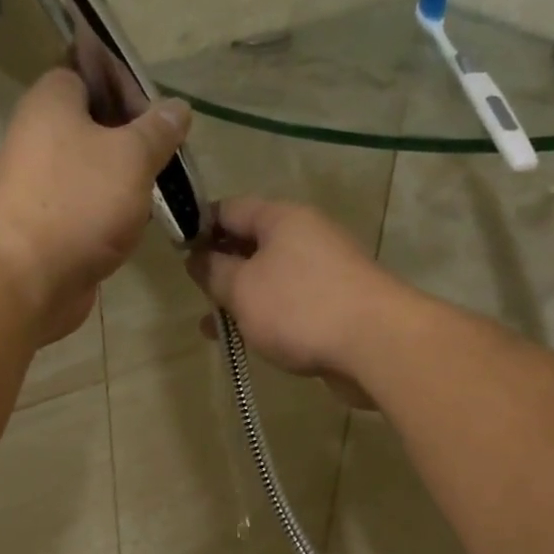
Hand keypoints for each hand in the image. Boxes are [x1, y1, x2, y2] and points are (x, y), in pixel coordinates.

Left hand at [0, 68, 191, 341]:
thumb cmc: (81, 201)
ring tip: (161, 189)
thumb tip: (178, 107)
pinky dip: (108, 211)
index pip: (88, 72)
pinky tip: (137, 222)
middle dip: (131, 138)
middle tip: (168, 153)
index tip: (159, 111)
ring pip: (90, 169)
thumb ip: (158, 130)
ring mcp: (39, 183)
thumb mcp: (133, 155)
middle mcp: (38, 135)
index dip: (126, 85)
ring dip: (123, 179)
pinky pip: (84, 206)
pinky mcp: (46, 224)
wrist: (32, 276)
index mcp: (51, 101)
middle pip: (92, 124)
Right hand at [185, 197, 409, 403]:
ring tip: (212, 329)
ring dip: (241, 299)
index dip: (199, 226)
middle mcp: (306, 236)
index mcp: (281, 218)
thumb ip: (213, 271)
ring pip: (270, 278)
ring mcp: (324, 271)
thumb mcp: (242, 288)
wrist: (376, 344)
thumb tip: (197, 257)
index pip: (230, 209)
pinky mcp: (336, 304)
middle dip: (221, 269)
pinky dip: (266, 317)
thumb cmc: (299, 307)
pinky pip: (290, 304)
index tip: (178, 253)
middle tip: (195, 295)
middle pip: (252, 244)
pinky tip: (250, 341)